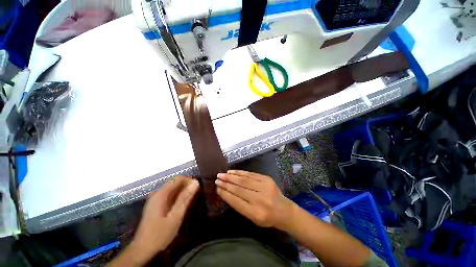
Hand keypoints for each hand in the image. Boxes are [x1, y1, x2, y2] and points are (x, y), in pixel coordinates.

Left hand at [130, 176, 198, 264]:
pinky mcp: (155, 205)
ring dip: (182, 191)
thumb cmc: (160, 234)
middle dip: (186, 185)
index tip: (197, 187)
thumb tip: (195, 182)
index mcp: (161, 194)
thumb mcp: (175, 216)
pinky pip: (169, 195)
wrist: (142, 250)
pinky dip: (177, 196)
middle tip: (195, 193)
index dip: (188, 180)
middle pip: (174, 182)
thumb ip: (185, 198)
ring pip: (172, 189)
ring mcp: (155, 199)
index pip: (177, 178)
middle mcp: (157, 193)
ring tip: (191, 198)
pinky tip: (182, 204)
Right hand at [215, 170, 293, 229]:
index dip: (225, 193)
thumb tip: (226, 192)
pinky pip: (250, 174)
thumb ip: (239, 205)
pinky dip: (240, 172)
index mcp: (255, 213)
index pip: (236, 201)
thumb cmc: (267, 217)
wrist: (284, 210)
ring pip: (244, 180)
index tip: (217, 188)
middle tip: (217, 179)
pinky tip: (232, 172)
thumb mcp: (252, 218)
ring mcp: (264, 187)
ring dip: (231, 176)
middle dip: (226, 183)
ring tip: (222, 174)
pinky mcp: (266, 179)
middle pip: (239, 188)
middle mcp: (260, 199)